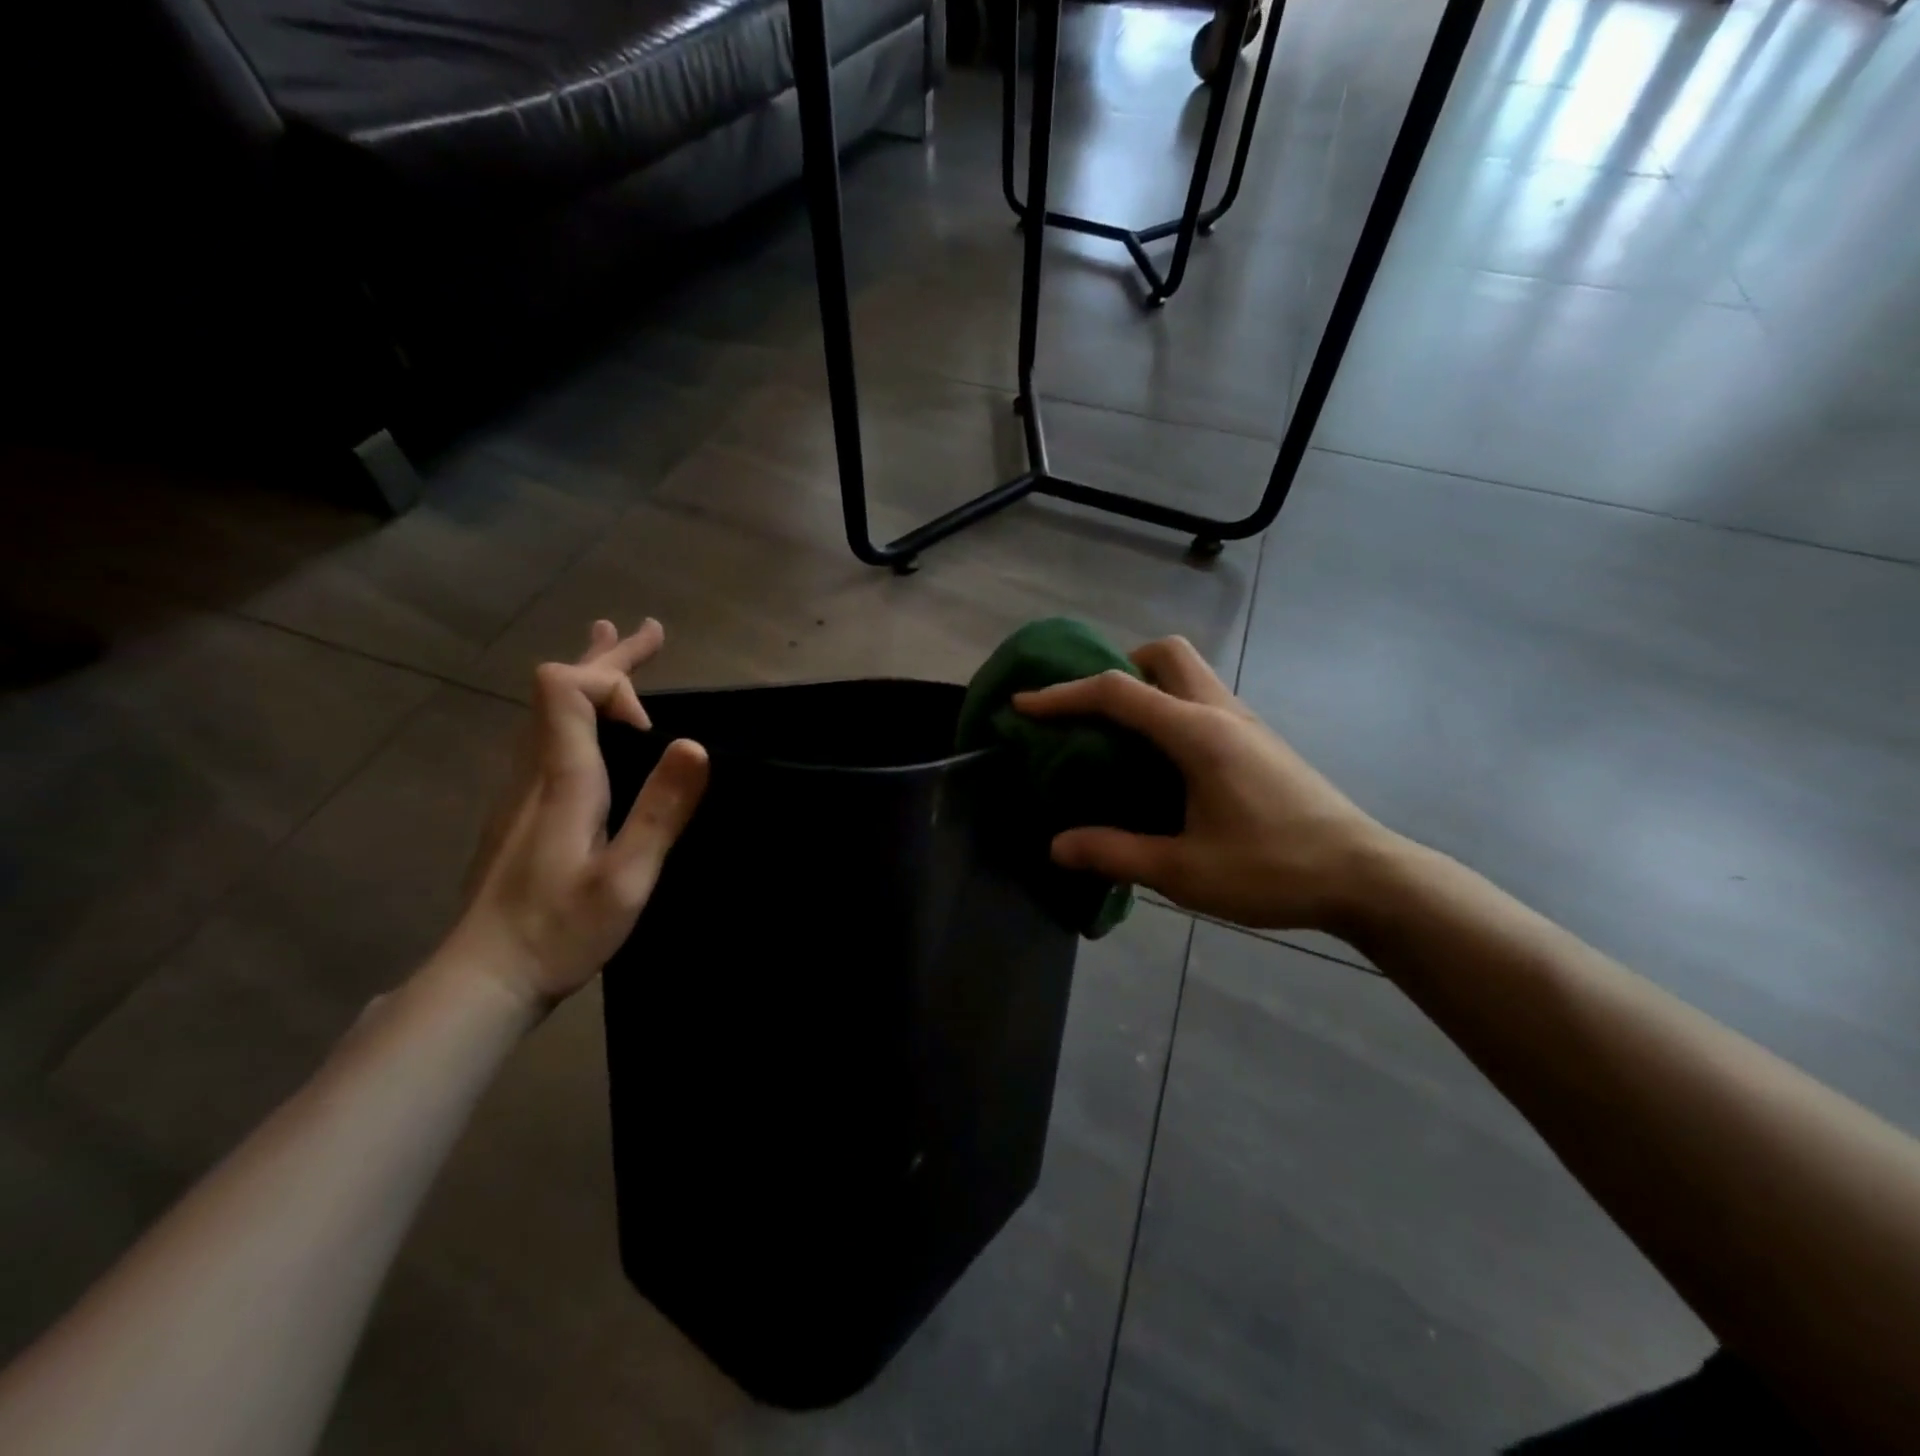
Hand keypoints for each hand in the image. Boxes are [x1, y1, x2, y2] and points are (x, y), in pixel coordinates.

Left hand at [444, 619, 708, 1005]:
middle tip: (648, 630)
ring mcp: (521, 790)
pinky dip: (579, 711)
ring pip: (551, 712)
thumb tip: (693, 744)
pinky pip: (549, 736)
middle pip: (559, 690)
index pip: (567, 687)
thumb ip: (660, 811)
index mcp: (561, 778)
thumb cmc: (558, 931)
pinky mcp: (521, 810)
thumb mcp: (625, 878)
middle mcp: (534, 771)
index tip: (655, 731)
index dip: (613, 683)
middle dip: (609, 658)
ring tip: (615, 647)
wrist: (482, 978)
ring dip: (591, 678)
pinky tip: (591, 724)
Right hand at [1014, 636, 1392, 932]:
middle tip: (1093, 712)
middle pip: (1166, 654)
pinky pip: (1204, 700)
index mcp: (1198, 734)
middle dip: (1119, 666)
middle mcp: (1222, 712)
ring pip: (1190, 673)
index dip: (1064, 694)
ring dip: (1148, 686)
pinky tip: (1164, 761)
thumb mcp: (1184, 872)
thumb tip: (1058, 846)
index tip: (1024, 703)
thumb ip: (1115, 853)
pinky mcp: (1261, 741)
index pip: (1118, 692)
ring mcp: (1247, 723)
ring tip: (1119, 736)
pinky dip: (1171, 708)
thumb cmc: (1273, 870)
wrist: (1365, 877)